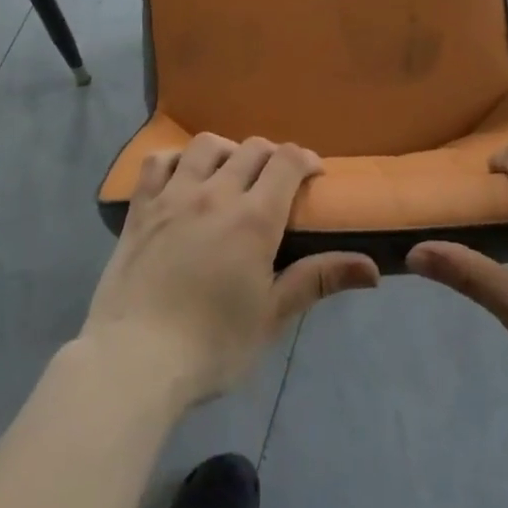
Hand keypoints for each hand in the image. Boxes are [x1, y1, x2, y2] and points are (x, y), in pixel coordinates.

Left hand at [81, 134, 379, 404]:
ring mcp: (173, 196)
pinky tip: (183, 176)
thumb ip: (318, 280)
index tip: (313, 173)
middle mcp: (216, 194)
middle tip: (276, 181)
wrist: (134, 361)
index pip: (287, 161)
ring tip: (230, 172)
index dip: (305, 158)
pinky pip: (158, 162)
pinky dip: (176, 159)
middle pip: (251, 149)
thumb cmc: (212, 346)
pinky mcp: (140, 208)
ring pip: (206, 146)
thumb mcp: (272, 316)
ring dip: (227, 150)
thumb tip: (373, 268)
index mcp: (253, 218)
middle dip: (272, 156)